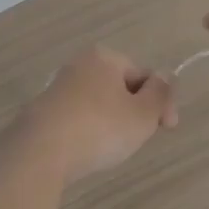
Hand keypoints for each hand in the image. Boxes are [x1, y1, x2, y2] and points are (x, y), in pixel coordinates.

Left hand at [27, 47, 178, 181]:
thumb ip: (160, 94)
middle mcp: (79, 64)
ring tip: (112, 149)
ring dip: (111, 122)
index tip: (168, 129)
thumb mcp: (142, 114)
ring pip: (99, 103)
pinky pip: (78, 118)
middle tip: (139, 139)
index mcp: (104, 57)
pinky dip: (88, 131)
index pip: (143, 75)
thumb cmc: (99, 128)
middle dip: (135, 112)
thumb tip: (166, 76)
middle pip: (120, 87)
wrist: (40, 151)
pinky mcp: (43, 111)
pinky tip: (87, 151)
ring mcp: (58, 87)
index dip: (160, 101)